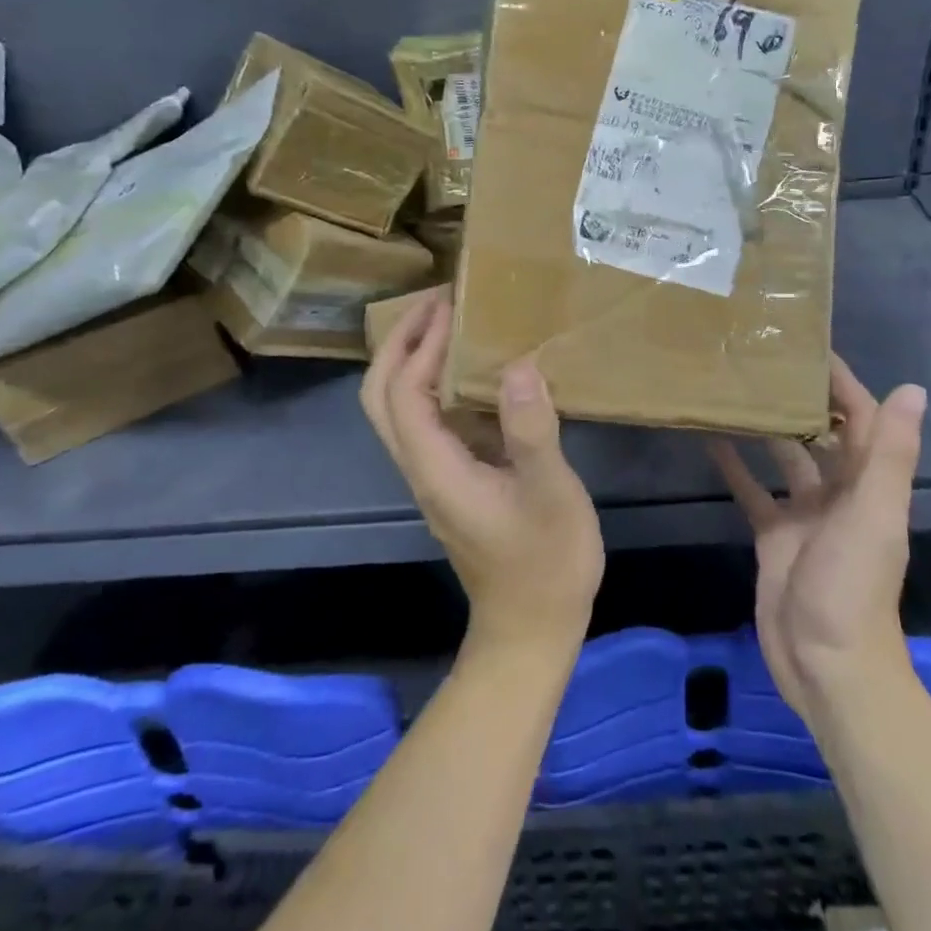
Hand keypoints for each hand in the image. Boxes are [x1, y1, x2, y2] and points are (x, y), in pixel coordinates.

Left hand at [362, 290, 603, 656]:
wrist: (531, 629)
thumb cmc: (545, 564)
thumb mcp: (550, 495)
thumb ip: (532, 431)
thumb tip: (516, 365)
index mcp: (436, 469)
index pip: (403, 393)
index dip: (420, 344)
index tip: (450, 304)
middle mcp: (422, 467)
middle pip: (380, 396)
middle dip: (398, 342)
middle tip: (437, 302)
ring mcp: (433, 475)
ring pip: (396, 408)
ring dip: (411, 358)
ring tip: (451, 321)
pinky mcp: (451, 479)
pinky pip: (426, 419)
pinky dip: (435, 382)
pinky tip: (475, 369)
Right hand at [708, 357, 926, 721]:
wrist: (826, 665)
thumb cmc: (853, 586)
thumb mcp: (874, 515)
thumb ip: (891, 454)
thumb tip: (914, 389)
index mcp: (870, 484)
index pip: (862, 418)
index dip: (842, 382)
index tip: (808, 347)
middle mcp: (841, 493)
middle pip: (821, 433)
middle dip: (799, 398)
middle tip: (759, 360)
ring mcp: (805, 515)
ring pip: (785, 458)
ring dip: (765, 428)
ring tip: (733, 390)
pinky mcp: (774, 535)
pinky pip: (754, 491)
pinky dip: (736, 466)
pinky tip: (710, 439)